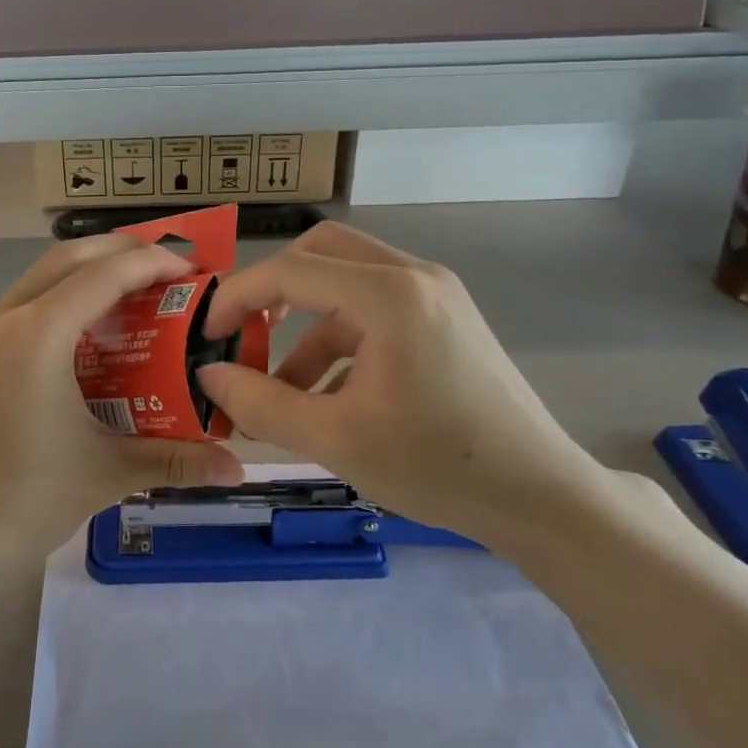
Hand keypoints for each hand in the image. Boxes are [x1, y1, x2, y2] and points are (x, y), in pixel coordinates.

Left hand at [0, 234, 244, 575]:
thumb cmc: (18, 500)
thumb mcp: (104, 474)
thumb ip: (174, 460)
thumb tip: (236, 468)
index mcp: (38, 335)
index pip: (106, 273)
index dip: (154, 262)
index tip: (195, 272)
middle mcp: (6, 317)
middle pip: (71, 257)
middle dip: (123, 254)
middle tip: (169, 275)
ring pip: (43, 276)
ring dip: (90, 275)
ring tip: (135, 299)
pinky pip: (25, 303)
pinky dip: (63, 300)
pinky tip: (89, 339)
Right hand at [197, 222, 605, 549]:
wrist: (539, 495)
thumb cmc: (435, 466)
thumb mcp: (333, 439)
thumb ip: (260, 403)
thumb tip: (210, 375)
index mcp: (388, 295)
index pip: (290, 270)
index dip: (237, 297)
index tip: (208, 335)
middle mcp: (413, 276)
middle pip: (319, 252)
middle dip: (272, 290)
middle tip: (243, 334)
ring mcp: (435, 294)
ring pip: (346, 281)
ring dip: (305, 324)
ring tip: (281, 390)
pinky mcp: (444, 318)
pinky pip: (373, 309)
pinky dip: (338, 339)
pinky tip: (327, 395)